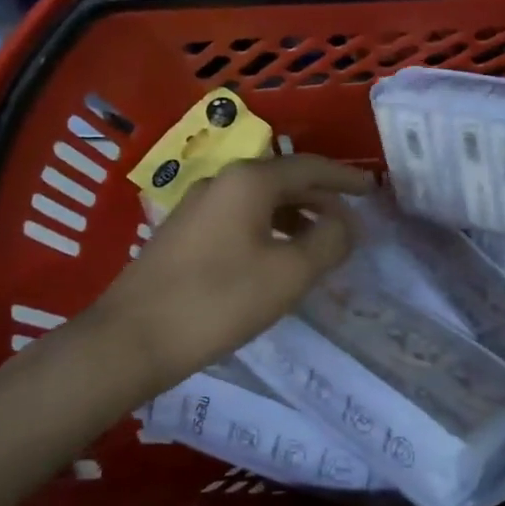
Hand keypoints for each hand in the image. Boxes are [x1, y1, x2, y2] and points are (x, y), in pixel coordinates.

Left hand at [92, 153, 373, 386]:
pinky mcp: (183, 232)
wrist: (131, 338)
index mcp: (249, 181)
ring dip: (295, 215)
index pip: (310, 167)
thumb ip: (328, 242)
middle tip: (351, 221)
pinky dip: (269, 228)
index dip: (345, 179)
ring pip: (260, 200)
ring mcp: (198, 205)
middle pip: (284, 179)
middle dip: (320, 198)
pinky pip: (240, 217)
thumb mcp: (288, 274)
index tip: (372, 191)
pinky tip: (275, 256)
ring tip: (319, 242)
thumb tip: (346, 223)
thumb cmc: (218, 301)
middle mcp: (222, 181)